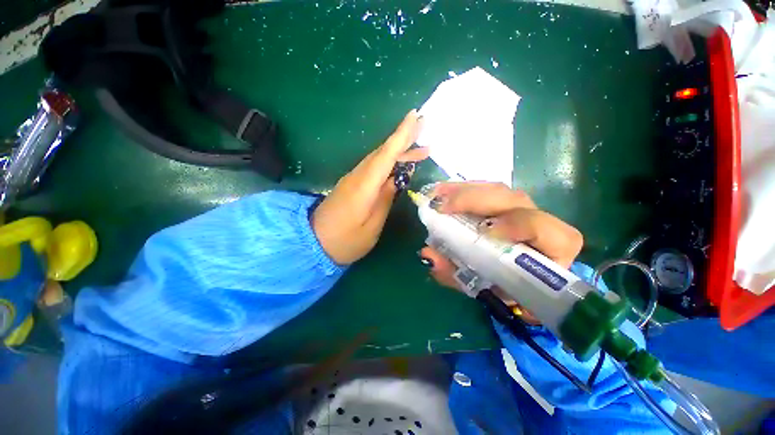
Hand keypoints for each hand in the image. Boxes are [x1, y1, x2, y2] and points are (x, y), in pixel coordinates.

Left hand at [312, 111, 427, 264]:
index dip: (400, 136)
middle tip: (423, 127)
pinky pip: (373, 168)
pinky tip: (399, 166)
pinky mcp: (351, 185)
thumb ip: (384, 201)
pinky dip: (388, 163)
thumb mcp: (371, 227)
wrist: (312, 244)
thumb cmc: (344, 241)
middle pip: (382, 153)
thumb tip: (396, 180)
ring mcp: (352, 180)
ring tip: (420, 151)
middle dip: (403, 139)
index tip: (414, 116)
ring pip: (378, 159)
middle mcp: (357, 177)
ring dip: (398, 152)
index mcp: (363, 187)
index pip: (385, 156)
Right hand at [419, 182, 582, 321]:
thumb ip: (458, 276)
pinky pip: (484, 190)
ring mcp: (522, 207)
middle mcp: (539, 219)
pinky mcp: (506, 202)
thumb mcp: (485, 289)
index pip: (542, 228)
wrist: (525, 278)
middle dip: (472, 199)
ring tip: (435, 195)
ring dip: (462, 190)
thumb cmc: (510, 286)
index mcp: (551, 248)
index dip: (515, 225)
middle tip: (438, 206)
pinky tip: (443, 193)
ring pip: (495, 189)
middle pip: (510, 198)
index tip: (483, 231)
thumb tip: (428, 256)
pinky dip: (461, 190)